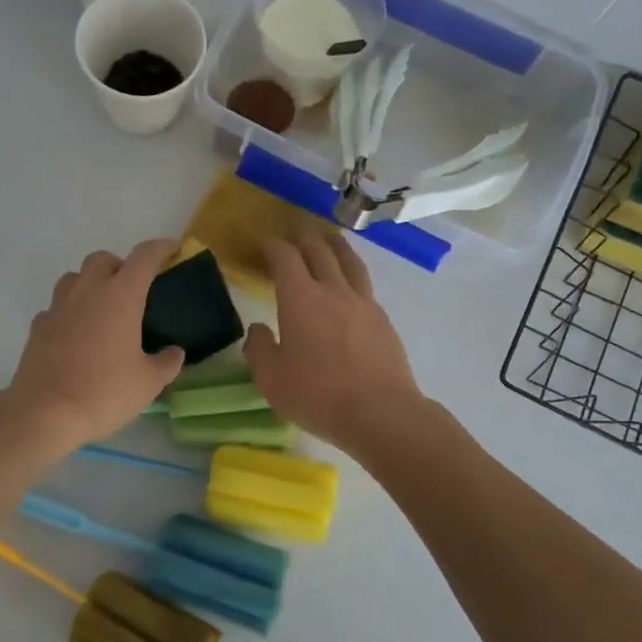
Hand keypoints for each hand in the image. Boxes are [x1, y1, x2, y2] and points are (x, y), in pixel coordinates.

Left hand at [0, 240, 186, 453]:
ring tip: (102, 310)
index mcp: (121, 295)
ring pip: (74, 277)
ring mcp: (58, 306)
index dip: (162, 248)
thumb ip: (167, 362)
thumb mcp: (148, 383)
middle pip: (103, 258)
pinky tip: (76, 335)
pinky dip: (69, 312)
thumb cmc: (104, 392)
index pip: (145, 256)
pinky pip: (56, 307)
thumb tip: (174, 352)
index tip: (173, 250)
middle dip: (120, 266)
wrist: (44, 413)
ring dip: (90, 283)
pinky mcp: (38, 326)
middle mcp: (88, 291)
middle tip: (133, 291)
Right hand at [244, 234, 424, 456]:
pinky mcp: (383, 320)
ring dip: (335, 245)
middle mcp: (333, 291)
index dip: (273, 246)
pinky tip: (350, 285)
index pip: (285, 258)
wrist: (380, 413)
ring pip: (349, 262)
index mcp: (300, 299)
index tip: (265, 243)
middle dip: (304, 236)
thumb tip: (259, 329)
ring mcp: (363, 303)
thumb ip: (259, 349)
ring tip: (329, 238)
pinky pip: (364, 286)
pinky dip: (352, 274)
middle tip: (296, 228)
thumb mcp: (271, 379)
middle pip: (319, 251)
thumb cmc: (318, 396)